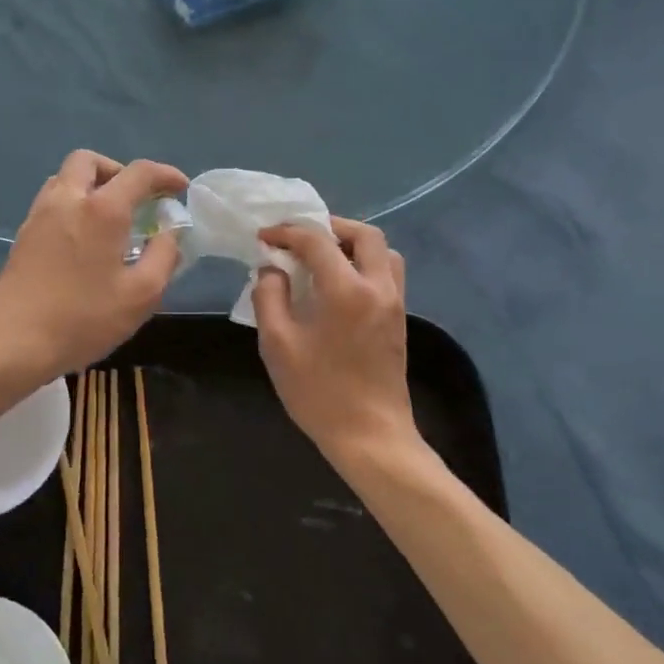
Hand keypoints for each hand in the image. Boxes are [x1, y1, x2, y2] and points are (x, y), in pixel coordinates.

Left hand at [0, 150, 189, 382]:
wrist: (12, 343)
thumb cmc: (83, 319)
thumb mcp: (141, 295)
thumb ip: (164, 256)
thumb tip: (171, 232)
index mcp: (101, 209)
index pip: (139, 172)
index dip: (165, 174)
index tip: (180, 188)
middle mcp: (67, 200)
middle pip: (89, 161)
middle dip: (118, 171)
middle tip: (136, 200)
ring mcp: (39, 216)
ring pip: (65, 179)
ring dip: (92, 186)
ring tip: (111, 220)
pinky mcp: (23, 236)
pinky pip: (52, 202)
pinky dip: (73, 205)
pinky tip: (85, 241)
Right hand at [251, 217, 419, 466]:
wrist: (370, 436)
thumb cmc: (319, 392)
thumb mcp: (278, 344)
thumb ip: (269, 297)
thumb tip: (271, 270)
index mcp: (347, 290)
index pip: (316, 241)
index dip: (287, 232)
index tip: (264, 237)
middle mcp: (378, 287)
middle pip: (363, 234)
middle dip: (329, 226)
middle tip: (299, 237)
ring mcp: (395, 302)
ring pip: (383, 251)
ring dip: (352, 243)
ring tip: (322, 256)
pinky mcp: (399, 319)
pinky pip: (387, 273)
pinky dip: (364, 263)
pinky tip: (338, 283)